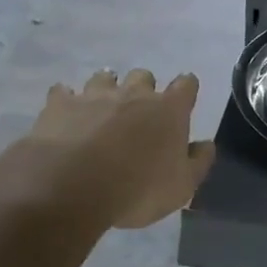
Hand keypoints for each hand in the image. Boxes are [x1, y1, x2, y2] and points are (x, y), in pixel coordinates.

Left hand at [12, 69, 215, 228]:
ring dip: (106, 88)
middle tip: (139, 111)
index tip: (184, 98)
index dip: (186, 89)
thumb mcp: (181, 187)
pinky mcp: (60, 104)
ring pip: (104, 77)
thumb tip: (205, 144)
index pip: (186, 85)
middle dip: (143, 88)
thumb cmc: (137, 189)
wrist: (72, 187)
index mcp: (168, 110)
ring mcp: (94, 95)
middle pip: (143, 76)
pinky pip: (63, 92)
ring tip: (102, 107)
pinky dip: (66, 99)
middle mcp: (134, 94)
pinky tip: (65, 113)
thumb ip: (198, 162)